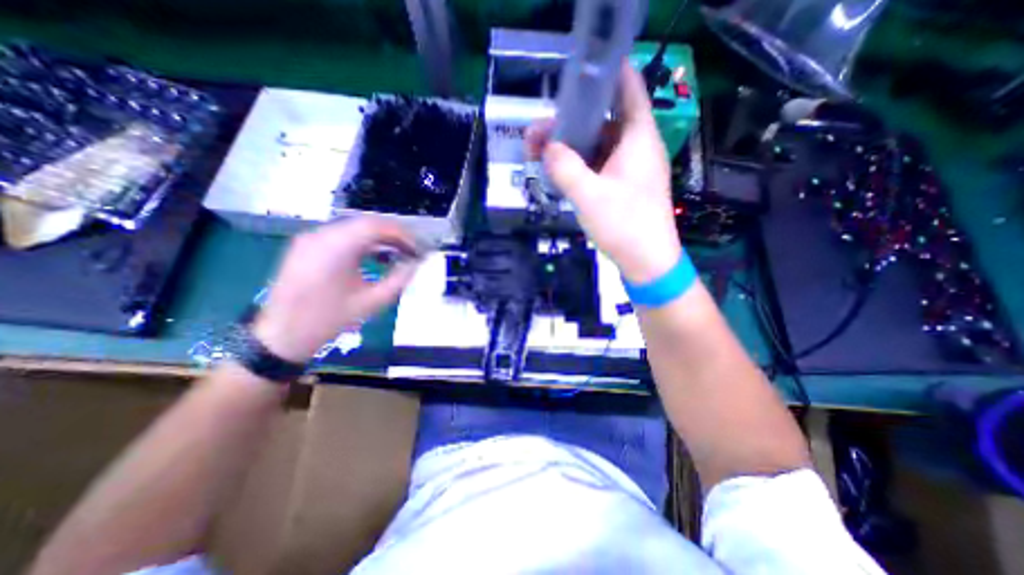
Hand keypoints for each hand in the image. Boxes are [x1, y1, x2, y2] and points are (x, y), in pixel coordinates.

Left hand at [251, 218, 419, 360]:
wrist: (281, 335)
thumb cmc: (329, 320)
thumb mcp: (372, 302)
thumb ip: (399, 279)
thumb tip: (416, 263)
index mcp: (334, 248)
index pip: (375, 226)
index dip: (402, 234)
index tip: (418, 248)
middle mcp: (320, 235)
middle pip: (365, 223)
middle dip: (393, 235)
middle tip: (412, 250)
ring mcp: (310, 238)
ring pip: (354, 228)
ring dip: (380, 238)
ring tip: (399, 253)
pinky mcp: (306, 245)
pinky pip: (342, 235)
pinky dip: (364, 242)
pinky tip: (376, 256)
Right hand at [528, 61, 677, 283]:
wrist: (647, 262)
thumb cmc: (624, 225)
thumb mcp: (589, 195)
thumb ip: (565, 167)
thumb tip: (547, 147)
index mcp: (638, 137)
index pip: (627, 86)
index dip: (603, 74)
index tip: (572, 77)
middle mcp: (636, 146)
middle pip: (603, 119)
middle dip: (569, 121)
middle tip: (538, 132)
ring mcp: (629, 167)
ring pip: (597, 144)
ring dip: (570, 146)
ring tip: (540, 152)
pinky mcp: (623, 185)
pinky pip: (598, 165)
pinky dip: (579, 164)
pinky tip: (559, 171)